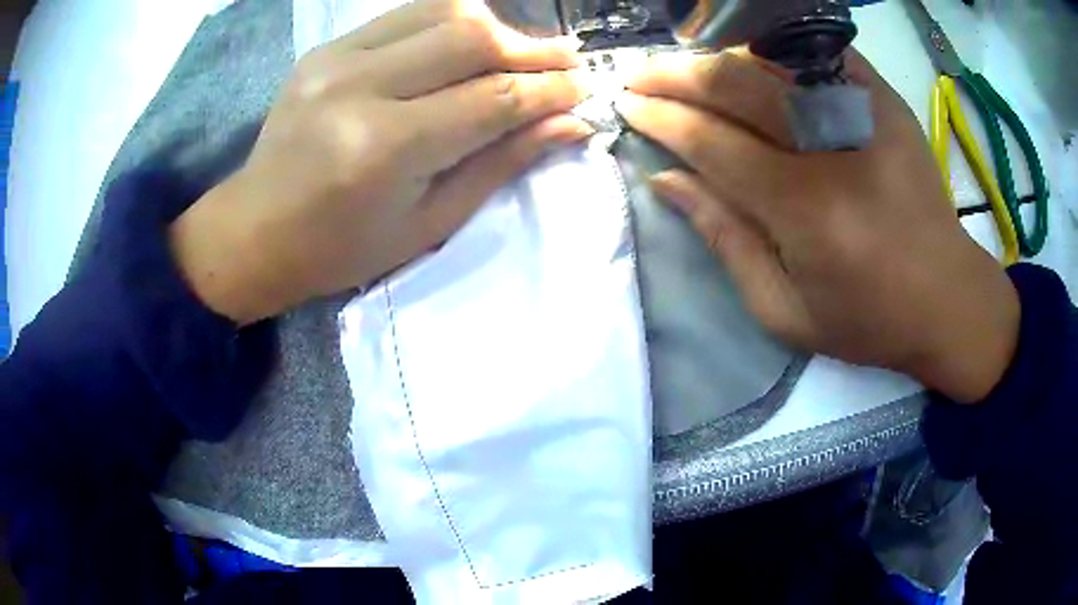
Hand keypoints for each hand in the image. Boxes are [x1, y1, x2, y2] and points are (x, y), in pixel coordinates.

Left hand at [170, 0, 592, 324]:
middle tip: (566, 64)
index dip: (550, 90)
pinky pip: (406, 14)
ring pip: (443, 11)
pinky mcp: (326, 48)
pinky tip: (468, 44)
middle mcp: (361, 87)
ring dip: (496, 27)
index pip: (493, 97)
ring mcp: (337, 58)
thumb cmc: (341, 248)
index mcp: (386, 148)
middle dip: (534, 48)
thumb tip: (570, 124)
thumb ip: (500, 164)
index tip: (585, 90)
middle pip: (472, 37)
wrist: (255, 230)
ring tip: (521, 54)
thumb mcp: (428, 223)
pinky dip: (451, 22)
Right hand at [615, 50, 1018, 402]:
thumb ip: (724, 240)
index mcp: (807, 211)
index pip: (712, 142)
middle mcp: (834, 148)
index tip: (629, 106)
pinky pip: (817, 54)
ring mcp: (866, 114)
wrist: (947, 298)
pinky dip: (775, 50)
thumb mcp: (785, 310)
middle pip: (736, 84)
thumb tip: (666, 181)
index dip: (662, 119)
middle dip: (676, 74)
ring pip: (771, 59)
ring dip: (719, 58)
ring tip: (688, 69)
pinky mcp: (885, 101)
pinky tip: (750, 60)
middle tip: (642, 76)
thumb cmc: (868, 319)